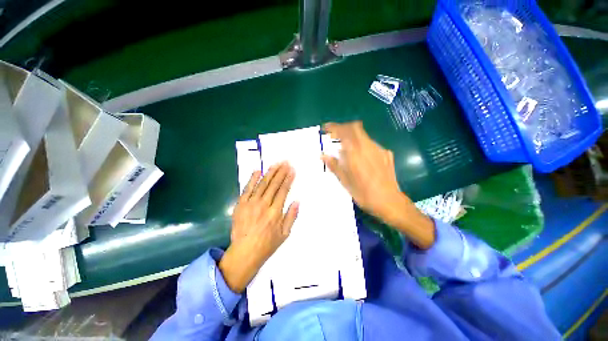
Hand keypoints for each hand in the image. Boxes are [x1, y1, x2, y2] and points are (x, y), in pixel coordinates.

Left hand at [219, 162, 298, 292]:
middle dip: (281, 172)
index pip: (283, 190)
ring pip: (262, 184)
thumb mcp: (285, 234)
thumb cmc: (267, 244)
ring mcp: (251, 203)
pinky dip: (252, 179)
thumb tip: (297, 201)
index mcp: (275, 212)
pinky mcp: (240, 205)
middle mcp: (264, 205)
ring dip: (270, 172)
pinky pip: (247, 189)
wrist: (244, 253)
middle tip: (286, 162)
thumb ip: (292, 216)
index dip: (288, 179)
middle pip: (274, 184)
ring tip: (276, 163)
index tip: (292, 170)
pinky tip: (258, 171)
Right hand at [321, 121, 434, 248]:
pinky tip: (361, 157)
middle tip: (335, 136)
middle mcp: (368, 147)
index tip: (326, 128)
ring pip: (363, 135)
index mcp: (355, 153)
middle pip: (355, 127)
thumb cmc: (364, 194)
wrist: (390, 202)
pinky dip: (362, 145)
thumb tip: (323, 155)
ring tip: (346, 149)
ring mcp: (379, 149)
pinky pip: (371, 144)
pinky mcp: (386, 154)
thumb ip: (334, 166)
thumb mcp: (345, 182)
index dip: (334, 127)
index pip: (344, 131)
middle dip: (343, 128)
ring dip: (352, 137)